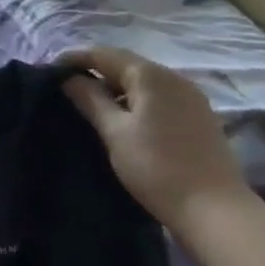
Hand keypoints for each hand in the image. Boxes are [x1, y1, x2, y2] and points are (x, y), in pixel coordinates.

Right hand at [60, 46, 247, 231]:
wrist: (215, 210)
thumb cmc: (156, 168)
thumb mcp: (114, 133)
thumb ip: (90, 100)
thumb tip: (69, 79)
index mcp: (150, 75)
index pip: (103, 54)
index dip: (74, 59)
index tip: (49, 72)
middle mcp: (173, 77)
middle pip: (125, 64)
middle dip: (95, 72)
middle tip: (66, 90)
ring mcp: (191, 96)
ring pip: (143, 82)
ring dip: (115, 88)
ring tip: (90, 106)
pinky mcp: (199, 117)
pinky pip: (159, 97)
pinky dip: (136, 101)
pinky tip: (124, 120)